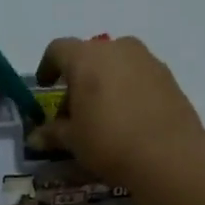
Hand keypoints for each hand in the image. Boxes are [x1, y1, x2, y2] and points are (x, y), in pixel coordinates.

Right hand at [30, 36, 204, 185]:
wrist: (169, 155)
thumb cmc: (109, 142)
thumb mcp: (73, 141)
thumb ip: (52, 133)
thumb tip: (35, 137)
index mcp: (86, 58)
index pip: (57, 49)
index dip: (47, 66)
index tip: (45, 86)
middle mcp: (117, 49)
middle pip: (89, 56)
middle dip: (78, 79)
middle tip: (74, 110)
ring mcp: (147, 60)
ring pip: (116, 64)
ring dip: (104, 83)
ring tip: (103, 115)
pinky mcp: (168, 76)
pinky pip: (138, 76)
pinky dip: (127, 89)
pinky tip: (128, 118)